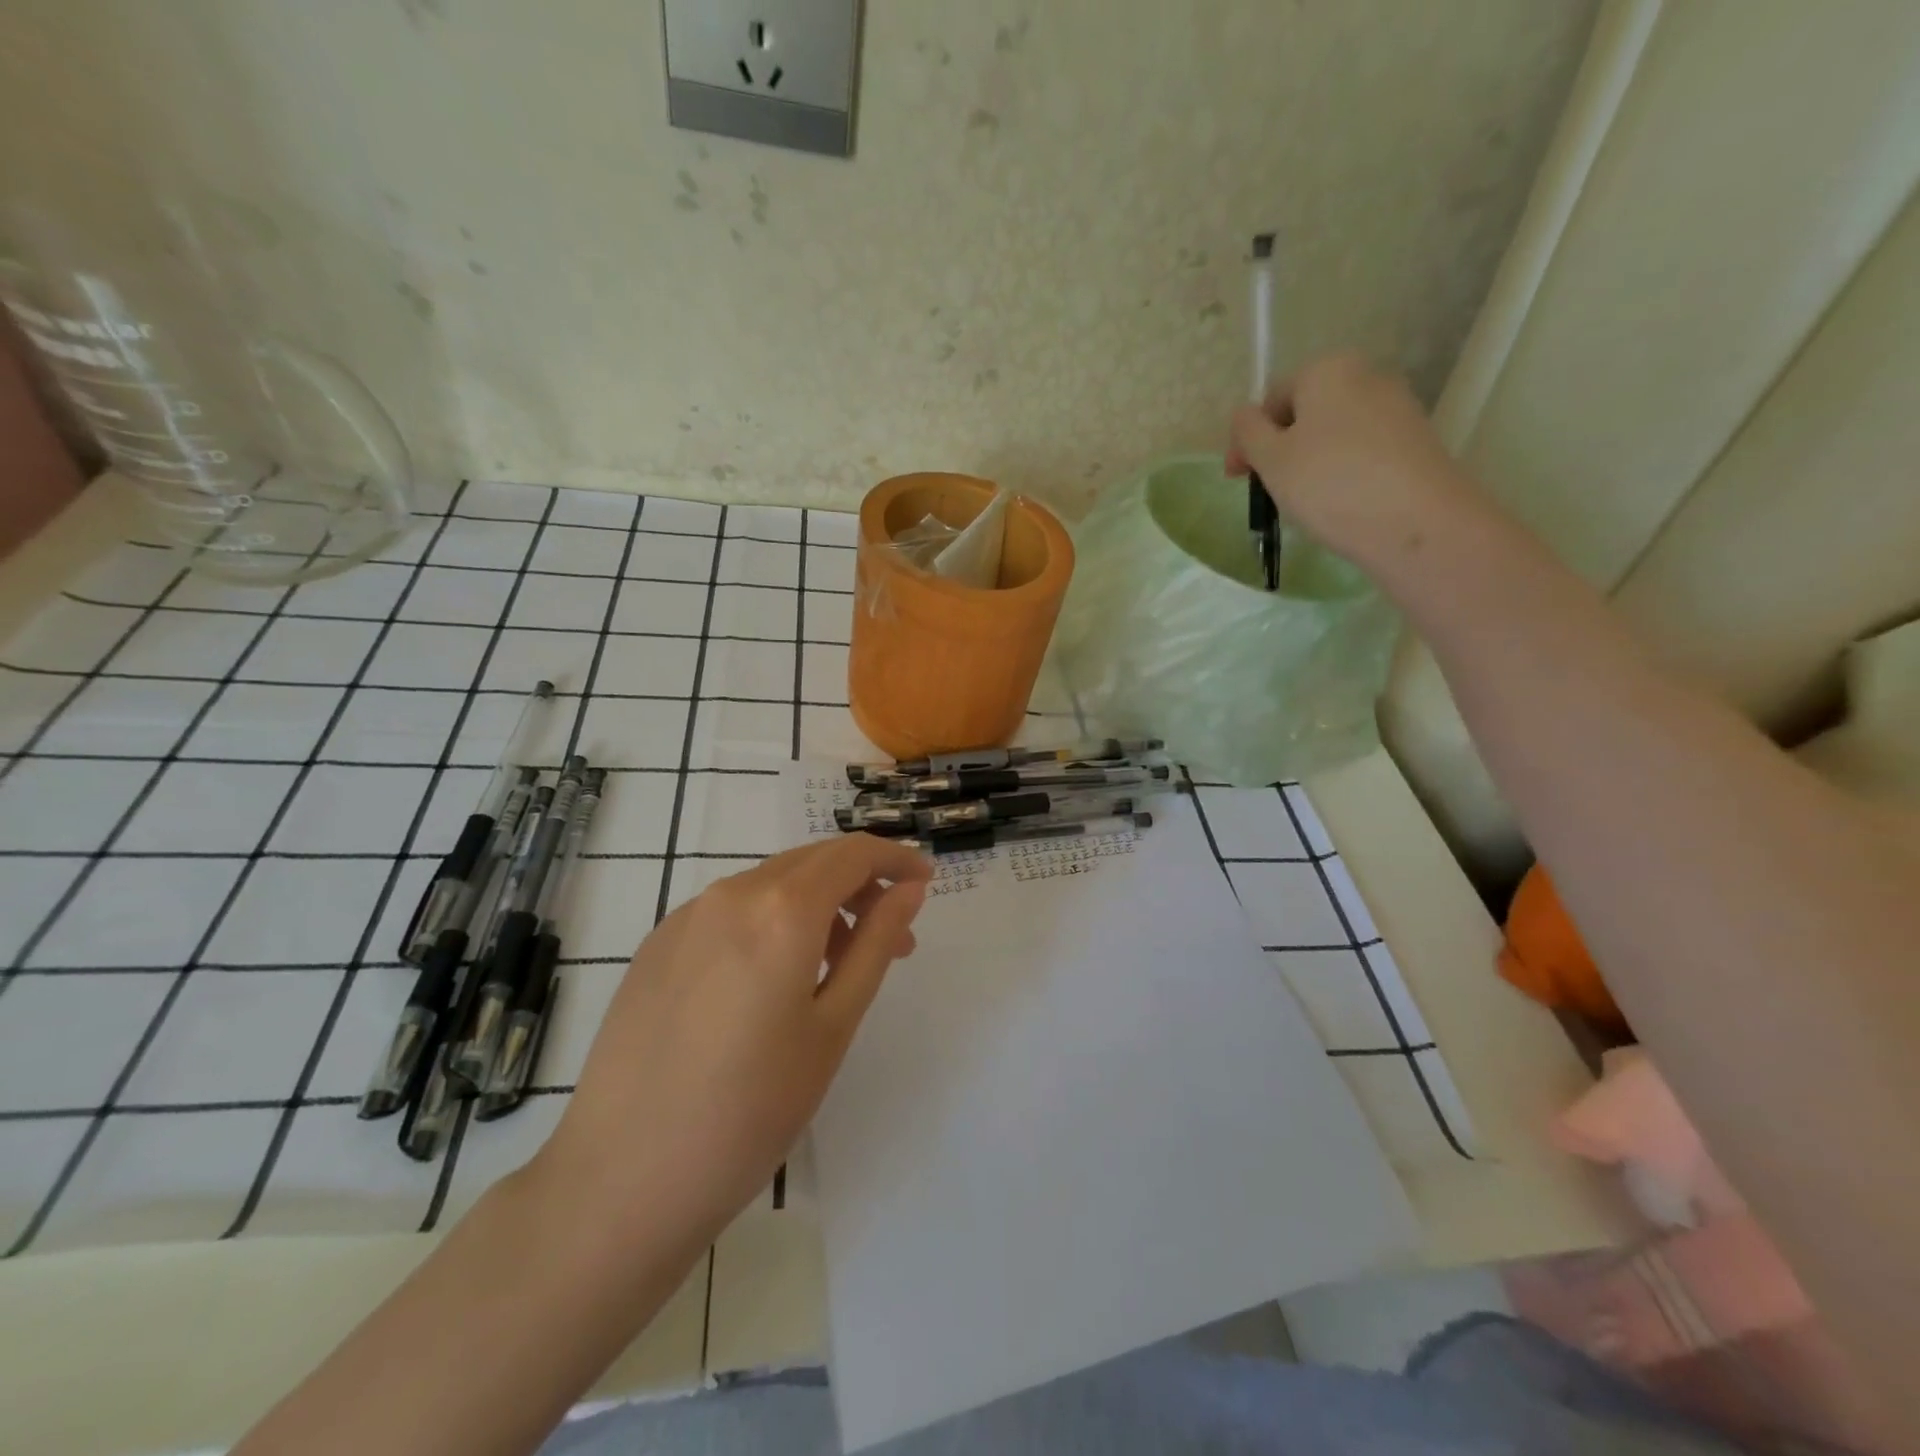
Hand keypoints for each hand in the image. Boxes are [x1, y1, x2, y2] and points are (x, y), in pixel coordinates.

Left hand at [531, 834, 930, 1253]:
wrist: (622, 1179)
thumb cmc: (752, 1110)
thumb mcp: (833, 1026)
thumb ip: (875, 944)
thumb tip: (908, 889)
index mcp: (780, 910)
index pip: (852, 854)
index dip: (895, 858)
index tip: (924, 880)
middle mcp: (730, 894)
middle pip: (811, 862)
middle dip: (860, 884)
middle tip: (893, 936)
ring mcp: (685, 917)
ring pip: (770, 884)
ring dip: (816, 904)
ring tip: (836, 964)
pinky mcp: (656, 945)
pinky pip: (731, 910)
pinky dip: (770, 921)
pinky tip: (772, 979)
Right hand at [1226, 352, 1477, 567]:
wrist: (1415, 521)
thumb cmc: (1329, 483)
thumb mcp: (1271, 459)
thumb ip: (1248, 432)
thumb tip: (1245, 416)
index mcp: (1327, 369)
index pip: (1272, 400)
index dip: (1248, 441)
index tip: (1238, 479)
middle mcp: (1366, 375)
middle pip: (1305, 414)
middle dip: (1280, 450)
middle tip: (1268, 492)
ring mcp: (1397, 407)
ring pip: (1333, 434)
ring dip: (1310, 463)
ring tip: (1303, 503)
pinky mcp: (1415, 441)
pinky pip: (1362, 452)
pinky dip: (1342, 473)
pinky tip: (1339, 504)